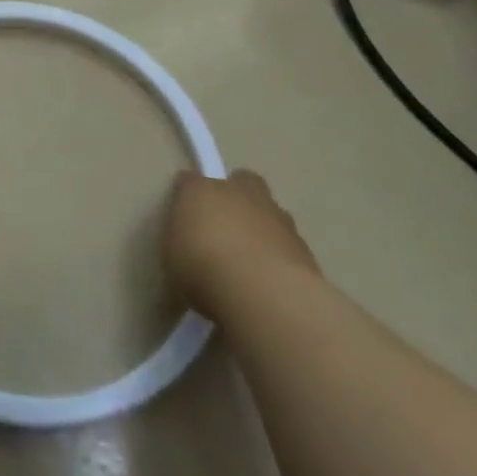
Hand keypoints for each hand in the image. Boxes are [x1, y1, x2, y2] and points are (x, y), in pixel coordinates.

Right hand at [164, 169, 320, 318]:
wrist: (262, 294)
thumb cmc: (202, 268)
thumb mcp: (171, 256)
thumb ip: (183, 243)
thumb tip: (189, 248)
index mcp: (200, 190)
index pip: (190, 181)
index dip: (188, 198)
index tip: (185, 221)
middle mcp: (239, 194)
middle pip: (242, 181)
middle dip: (237, 196)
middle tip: (227, 226)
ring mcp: (277, 218)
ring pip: (270, 212)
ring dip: (263, 227)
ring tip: (253, 261)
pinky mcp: (305, 248)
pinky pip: (288, 245)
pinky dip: (281, 256)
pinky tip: (273, 281)